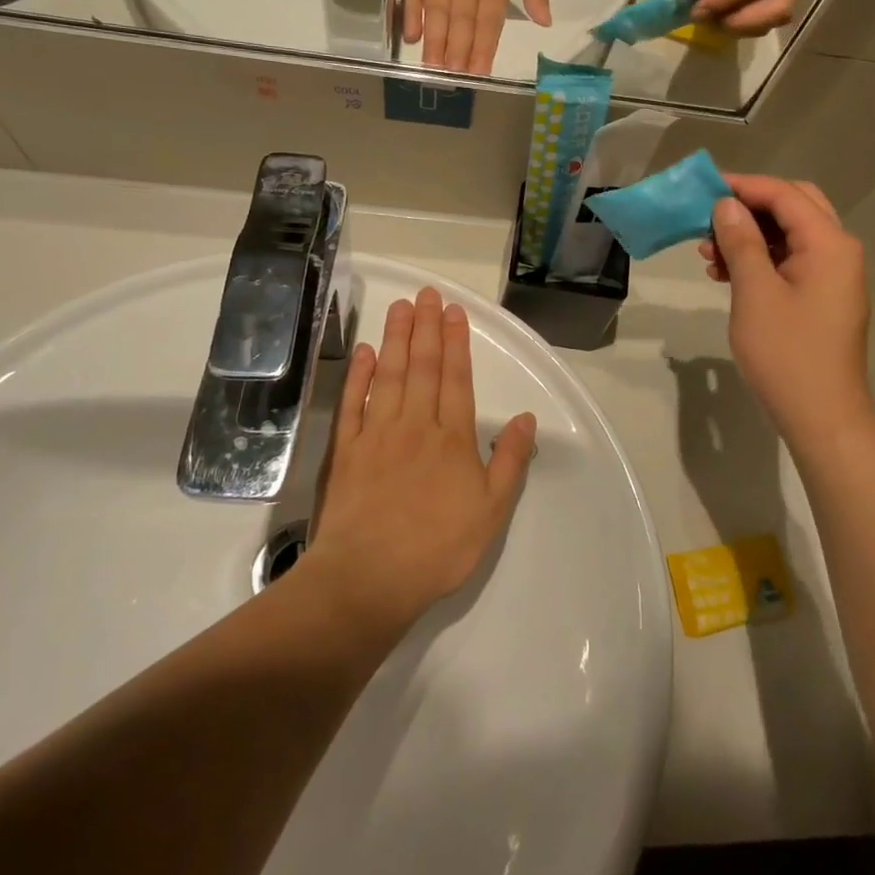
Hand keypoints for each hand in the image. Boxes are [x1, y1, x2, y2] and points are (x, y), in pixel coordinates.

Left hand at [309, 287, 535, 636]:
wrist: (367, 580)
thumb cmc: (437, 548)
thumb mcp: (492, 511)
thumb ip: (510, 461)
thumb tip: (528, 419)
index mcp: (452, 438)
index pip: (456, 379)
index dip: (456, 343)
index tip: (455, 312)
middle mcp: (414, 425)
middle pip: (422, 367)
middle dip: (427, 327)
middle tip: (428, 294)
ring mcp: (376, 435)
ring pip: (389, 375)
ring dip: (396, 338)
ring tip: (400, 307)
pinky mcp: (345, 452)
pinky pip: (352, 404)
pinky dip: (358, 375)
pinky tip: (365, 352)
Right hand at [405, 0, 550, 73]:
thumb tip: (545, 22)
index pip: (489, 27)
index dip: (483, 52)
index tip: (479, 75)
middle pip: (461, 28)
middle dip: (457, 57)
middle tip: (452, 81)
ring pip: (437, 19)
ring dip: (435, 46)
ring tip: (432, 70)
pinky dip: (411, 17)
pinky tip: (411, 38)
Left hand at [693, 0, 805, 35]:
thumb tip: (707, 4)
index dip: (725, 1)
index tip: (696, 10)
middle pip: (779, 8)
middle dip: (741, 23)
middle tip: (708, 19)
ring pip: (776, 13)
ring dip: (743, 23)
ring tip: (713, 16)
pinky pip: (768, 7)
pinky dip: (746, 16)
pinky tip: (723, 9)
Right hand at [698, 175, 872, 443]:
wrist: (822, 418)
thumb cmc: (787, 354)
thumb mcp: (755, 293)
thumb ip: (742, 242)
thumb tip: (727, 205)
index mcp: (829, 243)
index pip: (784, 195)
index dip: (743, 186)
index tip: (703, 188)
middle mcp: (838, 251)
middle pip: (793, 207)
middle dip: (749, 207)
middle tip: (709, 217)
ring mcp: (834, 276)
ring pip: (790, 236)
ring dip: (751, 236)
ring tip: (708, 253)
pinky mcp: (823, 298)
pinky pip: (791, 262)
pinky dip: (761, 260)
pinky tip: (726, 274)